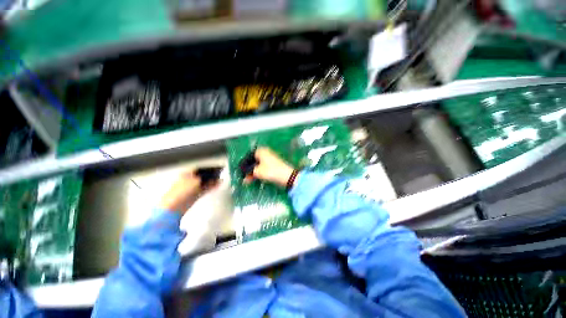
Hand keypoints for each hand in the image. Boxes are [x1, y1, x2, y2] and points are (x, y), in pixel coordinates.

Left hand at [159, 170, 218, 214]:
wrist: (174, 207)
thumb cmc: (180, 192)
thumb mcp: (196, 181)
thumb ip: (205, 177)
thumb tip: (212, 175)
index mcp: (186, 174)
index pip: (199, 169)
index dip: (208, 168)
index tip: (216, 167)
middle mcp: (189, 180)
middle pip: (203, 175)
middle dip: (211, 174)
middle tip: (219, 173)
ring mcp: (192, 188)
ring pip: (204, 182)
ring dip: (212, 181)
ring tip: (220, 179)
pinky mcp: (195, 195)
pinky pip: (205, 189)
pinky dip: (211, 187)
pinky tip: (217, 185)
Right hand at [245, 147, 295, 187]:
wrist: (287, 176)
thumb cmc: (271, 171)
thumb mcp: (257, 172)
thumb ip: (249, 173)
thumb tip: (244, 178)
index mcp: (261, 151)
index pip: (248, 156)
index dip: (244, 164)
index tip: (240, 171)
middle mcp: (265, 153)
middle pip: (253, 161)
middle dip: (248, 170)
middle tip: (243, 178)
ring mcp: (270, 159)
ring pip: (258, 165)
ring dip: (253, 173)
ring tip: (247, 181)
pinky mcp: (273, 165)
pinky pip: (263, 168)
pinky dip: (259, 173)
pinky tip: (255, 179)